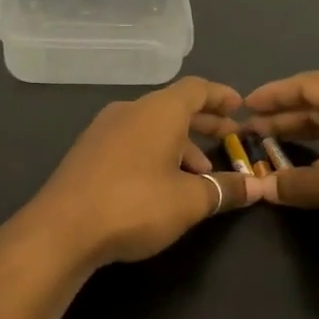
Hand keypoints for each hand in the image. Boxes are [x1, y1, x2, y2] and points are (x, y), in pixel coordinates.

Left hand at [14, 77, 260, 270]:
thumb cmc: (135, 204)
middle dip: (205, 123)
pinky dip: (155, 154)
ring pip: (152, 127)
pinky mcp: (88, 153)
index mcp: (158, 111)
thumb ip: (225, 189)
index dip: (222, 96)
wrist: (61, 230)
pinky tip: (162, 185)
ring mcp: (104, 130)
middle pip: (174, 107)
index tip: (241, 108)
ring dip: (180, 145)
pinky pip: (132, 142)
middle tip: (229, 139)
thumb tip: (257, 186)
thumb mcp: (190, 201)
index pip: (197, 89)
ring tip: (200, 175)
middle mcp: (130, 110)